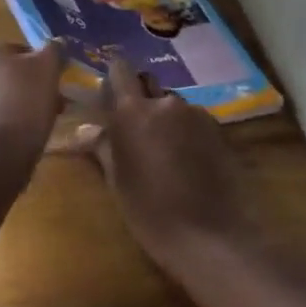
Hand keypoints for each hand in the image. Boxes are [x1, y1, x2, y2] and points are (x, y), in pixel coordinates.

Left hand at [0, 36, 64, 157]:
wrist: (0, 144)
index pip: (15, 49)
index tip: (52, 79)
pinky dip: (4, 120)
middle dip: (27, 84)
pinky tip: (24, 132)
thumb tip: (58, 44)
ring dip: (18, 102)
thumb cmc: (24, 95)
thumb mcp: (48, 65)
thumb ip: (54, 49)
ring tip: (43, 118)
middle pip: (3, 73)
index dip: (38, 64)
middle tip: (52, 99)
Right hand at [71, 58, 256, 268]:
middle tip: (133, 130)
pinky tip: (186, 163)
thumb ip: (103, 147)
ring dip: (164, 119)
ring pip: (173, 106)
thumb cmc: (150, 211)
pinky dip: (186, 133)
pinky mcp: (220, 131)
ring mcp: (197, 115)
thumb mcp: (117, 181)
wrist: (211, 235)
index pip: (121, 70)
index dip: (114, 76)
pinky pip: (194, 122)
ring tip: (162, 152)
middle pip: (149, 85)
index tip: (109, 92)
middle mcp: (166, 104)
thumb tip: (85, 129)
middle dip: (140, 100)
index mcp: (133, 112)